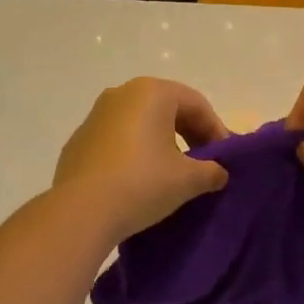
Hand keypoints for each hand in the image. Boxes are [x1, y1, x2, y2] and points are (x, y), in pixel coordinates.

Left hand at [54, 78, 230, 243]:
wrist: (82, 210)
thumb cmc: (143, 183)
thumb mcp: (188, 179)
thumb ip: (211, 171)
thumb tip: (218, 173)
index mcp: (151, 92)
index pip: (196, 104)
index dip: (216, 130)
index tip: (225, 159)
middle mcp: (121, 94)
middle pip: (166, 108)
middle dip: (189, 134)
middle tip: (203, 163)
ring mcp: (95, 116)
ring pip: (139, 123)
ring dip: (160, 142)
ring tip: (172, 173)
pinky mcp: (78, 141)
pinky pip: (116, 140)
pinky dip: (133, 153)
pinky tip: (138, 180)